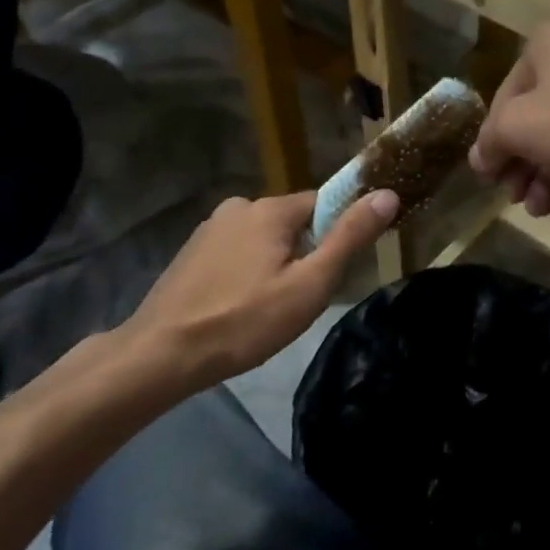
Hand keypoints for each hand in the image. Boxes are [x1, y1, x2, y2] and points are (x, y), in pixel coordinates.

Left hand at [120, 188, 399, 391]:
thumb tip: (388, 194)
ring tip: (267, 310)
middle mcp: (239, 206)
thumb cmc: (244, 321)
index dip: (336, 236)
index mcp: (269, 208)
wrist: (160, 355)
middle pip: (292, 223)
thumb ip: (349, 238)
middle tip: (300, 300)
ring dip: (273, 265)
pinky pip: (235, 253)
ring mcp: (209, 229)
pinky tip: (238, 308)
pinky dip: (245, 273)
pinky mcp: (190, 253)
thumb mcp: (309, 285)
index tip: (334, 272)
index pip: (323, 204)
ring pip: (262, 240)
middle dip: (303, 255)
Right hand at [470, 24, 549, 221]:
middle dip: (525, 167)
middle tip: (520, 203)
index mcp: (543, 48)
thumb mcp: (521, 128)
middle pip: (537, 120)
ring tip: (545, 213)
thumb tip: (479, 157)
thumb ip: (492, 141)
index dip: (492, 144)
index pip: (503, 100)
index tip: (490, 182)